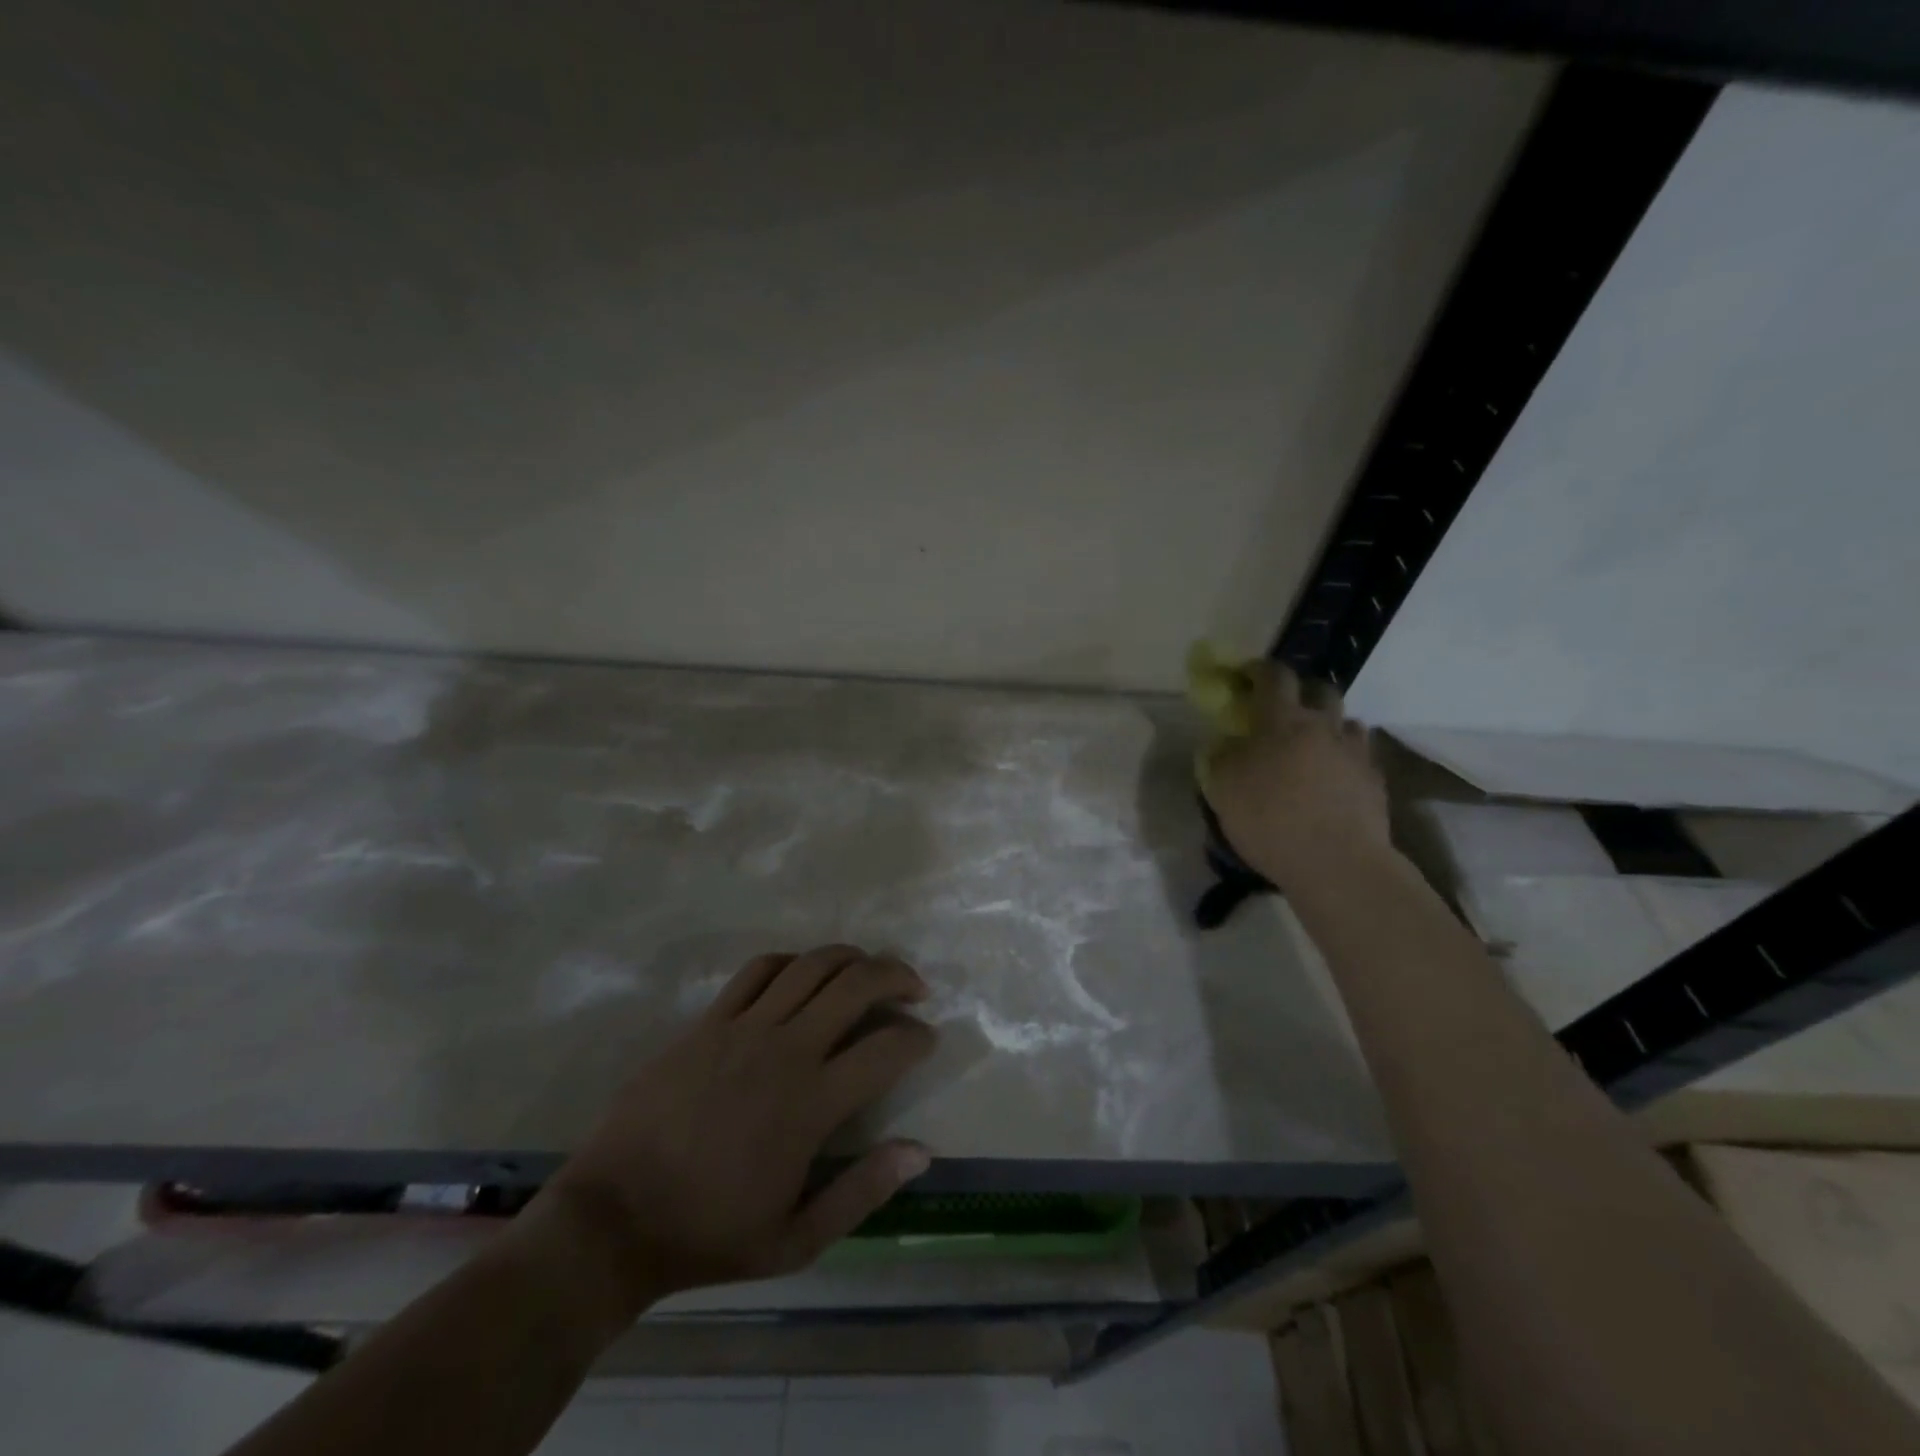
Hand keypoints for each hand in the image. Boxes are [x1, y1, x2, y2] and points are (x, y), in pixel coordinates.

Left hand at [523, 945, 936, 1323]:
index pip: (886, 1049)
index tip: (927, 1040)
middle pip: (855, 985)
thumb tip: (921, 1151)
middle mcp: (785, 1050)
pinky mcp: (708, 1021)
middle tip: (914, 987)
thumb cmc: (709, 1235)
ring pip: (811, 965)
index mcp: (811, 1103)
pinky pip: (758, 970)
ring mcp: (743, 1028)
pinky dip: (792, 961)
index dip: (917, 1038)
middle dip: (896, 975)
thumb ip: (863, 1191)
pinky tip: (803, 973)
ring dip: (850, 958)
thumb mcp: (796, 1240)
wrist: (614, 1218)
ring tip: (868, 969)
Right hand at [1203, 660, 1390, 889]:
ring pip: (1346, 722)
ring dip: (1328, 726)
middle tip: (1284, 710)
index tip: (1245, 674)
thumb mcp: (1223, 789)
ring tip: (1314, 747)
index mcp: (1281, 721)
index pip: (1273, 676)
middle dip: (1302, 692)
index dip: (1258, 669)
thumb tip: (1228, 744)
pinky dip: (1345, 758)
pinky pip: (1360, 756)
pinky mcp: (1376, 781)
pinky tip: (1334, 778)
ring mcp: (1355, 752)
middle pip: (1320, 690)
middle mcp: (1323, 726)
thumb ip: (1222, 757)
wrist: (1336, 863)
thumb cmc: (1269, 820)